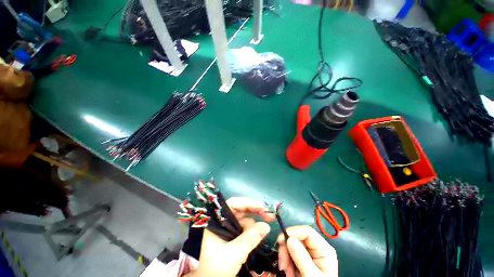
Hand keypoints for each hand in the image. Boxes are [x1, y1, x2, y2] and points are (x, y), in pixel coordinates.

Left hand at [185, 197, 274, 276]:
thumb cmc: (217, 268)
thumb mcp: (234, 254)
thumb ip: (250, 239)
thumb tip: (266, 225)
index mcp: (218, 221)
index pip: (233, 204)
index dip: (247, 202)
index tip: (262, 206)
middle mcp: (223, 221)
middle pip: (241, 210)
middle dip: (255, 210)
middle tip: (269, 214)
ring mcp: (229, 228)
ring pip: (244, 219)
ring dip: (256, 221)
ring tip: (267, 224)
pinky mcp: (233, 235)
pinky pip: (245, 228)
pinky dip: (253, 230)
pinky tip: (259, 234)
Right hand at [277, 226, 337, 276]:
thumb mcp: (311, 276)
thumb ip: (302, 258)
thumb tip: (289, 238)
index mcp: (324, 249)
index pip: (307, 231)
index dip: (293, 232)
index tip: (280, 240)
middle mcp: (316, 248)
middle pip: (297, 238)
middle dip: (287, 249)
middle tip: (282, 264)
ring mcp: (309, 253)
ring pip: (291, 245)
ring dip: (285, 257)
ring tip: (285, 271)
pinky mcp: (302, 259)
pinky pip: (290, 254)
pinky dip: (286, 261)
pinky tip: (287, 272)